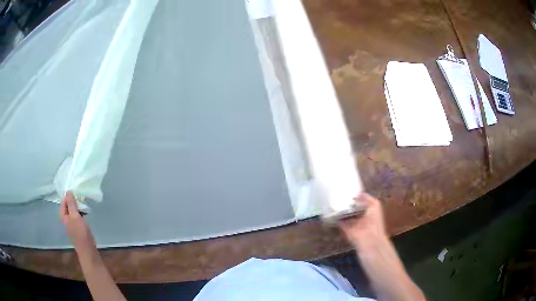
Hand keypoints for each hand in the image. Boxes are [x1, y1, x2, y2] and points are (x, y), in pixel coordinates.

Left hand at [59, 192, 95, 254]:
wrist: (88, 250)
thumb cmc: (80, 233)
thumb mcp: (75, 216)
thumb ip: (71, 204)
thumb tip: (68, 191)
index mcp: (63, 216)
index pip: (63, 201)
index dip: (68, 195)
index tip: (75, 189)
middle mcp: (67, 219)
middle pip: (69, 206)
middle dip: (74, 200)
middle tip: (80, 195)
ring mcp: (73, 223)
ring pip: (74, 211)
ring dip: (78, 206)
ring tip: (84, 202)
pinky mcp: (80, 227)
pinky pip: (79, 216)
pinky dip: (82, 212)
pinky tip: (87, 211)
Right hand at [338, 193, 387, 250]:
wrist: (369, 240)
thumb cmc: (375, 221)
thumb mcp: (375, 206)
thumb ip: (367, 198)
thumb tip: (358, 193)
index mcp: (368, 210)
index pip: (361, 201)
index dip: (356, 196)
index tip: (349, 189)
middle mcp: (360, 216)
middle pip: (352, 207)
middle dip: (347, 201)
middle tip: (339, 192)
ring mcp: (352, 222)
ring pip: (345, 213)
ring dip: (340, 208)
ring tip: (333, 198)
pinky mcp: (345, 228)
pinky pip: (339, 221)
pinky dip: (335, 216)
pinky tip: (330, 208)